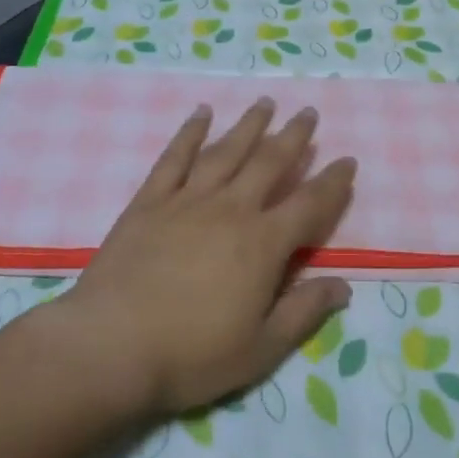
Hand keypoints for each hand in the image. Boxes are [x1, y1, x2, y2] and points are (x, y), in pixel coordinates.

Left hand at [55, 98, 355, 418]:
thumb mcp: (260, 349)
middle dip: (293, 136)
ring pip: (226, 151)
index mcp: (262, 244)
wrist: (111, 347)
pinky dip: (190, 132)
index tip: (347, 160)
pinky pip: (175, 157)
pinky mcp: (150, 201)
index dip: (332, 182)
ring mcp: (188, 200)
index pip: (309, 204)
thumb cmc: (191, 355)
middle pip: (269, 163)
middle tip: (308, 112)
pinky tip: (201, 113)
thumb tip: (345, 286)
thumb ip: (303, 313)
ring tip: (265, 102)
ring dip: (249, 124)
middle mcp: (231, 209)